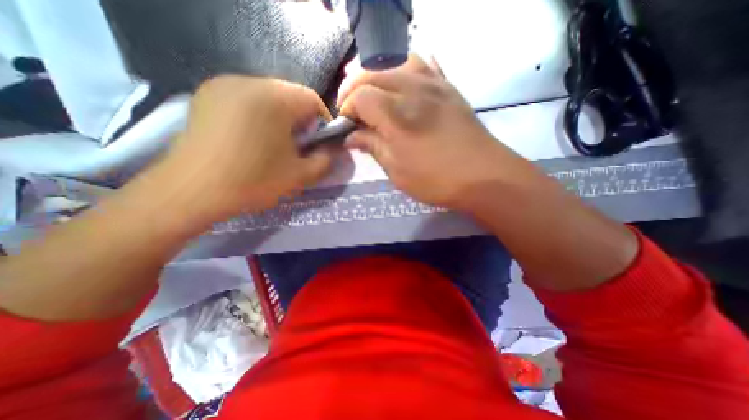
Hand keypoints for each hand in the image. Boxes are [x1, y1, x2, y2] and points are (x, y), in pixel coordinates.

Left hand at [147, 75, 334, 225]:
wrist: (190, 192)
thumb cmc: (253, 181)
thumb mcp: (300, 175)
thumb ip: (326, 160)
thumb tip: (333, 150)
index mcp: (273, 98)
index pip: (313, 99)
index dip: (323, 122)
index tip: (319, 145)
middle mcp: (247, 81)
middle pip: (290, 95)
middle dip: (301, 121)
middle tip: (298, 147)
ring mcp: (222, 85)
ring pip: (269, 96)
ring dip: (280, 118)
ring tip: (275, 144)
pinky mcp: (206, 95)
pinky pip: (246, 99)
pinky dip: (258, 115)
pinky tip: (252, 139)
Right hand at [339, 54, 514, 207]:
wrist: (483, 176)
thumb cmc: (435, 179)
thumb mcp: (396, 170)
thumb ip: (372, 146)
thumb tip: (351, 136)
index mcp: (395, 113)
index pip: (359, 97)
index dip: (347, 109)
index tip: (346, 126)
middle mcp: (412, 89)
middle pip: (373, 74)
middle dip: (355, 89)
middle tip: (352, 110)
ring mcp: (434, 85)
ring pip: (397, 64)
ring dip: (379, 77)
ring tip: (375, 95)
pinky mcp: (449, 88)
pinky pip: (425, 66)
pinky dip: (408, 70)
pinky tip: (404, 82)